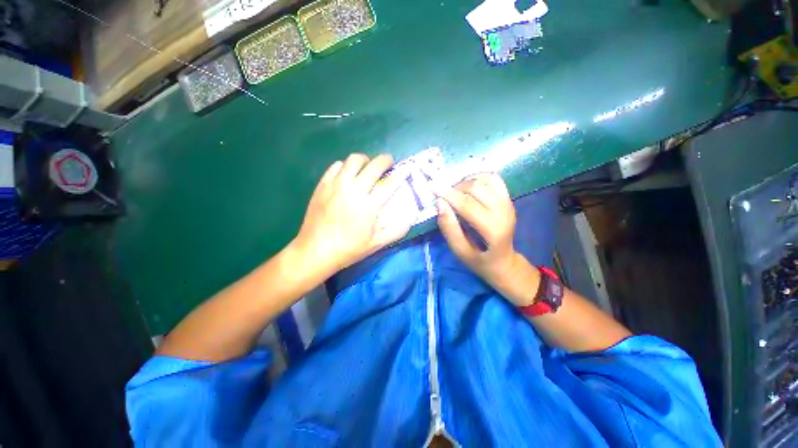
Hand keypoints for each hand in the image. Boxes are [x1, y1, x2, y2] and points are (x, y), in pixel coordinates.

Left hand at [291, 154, 412, 276]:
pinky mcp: (322, 185)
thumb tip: (411, 215)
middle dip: (385, 160)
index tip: (407, 169)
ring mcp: (336, 185)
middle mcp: (353, 190)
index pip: (389, 183)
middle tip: (389, 163)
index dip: (401, 174)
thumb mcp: (376, 244)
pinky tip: (348, 174)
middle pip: (373, 166)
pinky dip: (346, 166)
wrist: (315, 251)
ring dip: (365, 160)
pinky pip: (336, 166)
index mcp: (368, 205)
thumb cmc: (348, 249)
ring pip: (354, 160)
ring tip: (368, 167)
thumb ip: (397, 230)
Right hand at [434, 173, 539, 305]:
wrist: (504, 261)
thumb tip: (440, 203)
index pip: (468, 205)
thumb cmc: (479, 261)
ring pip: (484, 181)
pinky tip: (468, 186)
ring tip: (454, 193)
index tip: (432, 187)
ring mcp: (509, 203)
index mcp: (493, 229)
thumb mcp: (460, 251)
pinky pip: (493, 179)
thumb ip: (449, 229)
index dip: (448, 194)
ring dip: (465, 183)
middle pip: (476, 189)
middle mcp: (504, 212)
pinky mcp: (508, 199)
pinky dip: (479, 178)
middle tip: (443, 196)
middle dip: (455, 188)